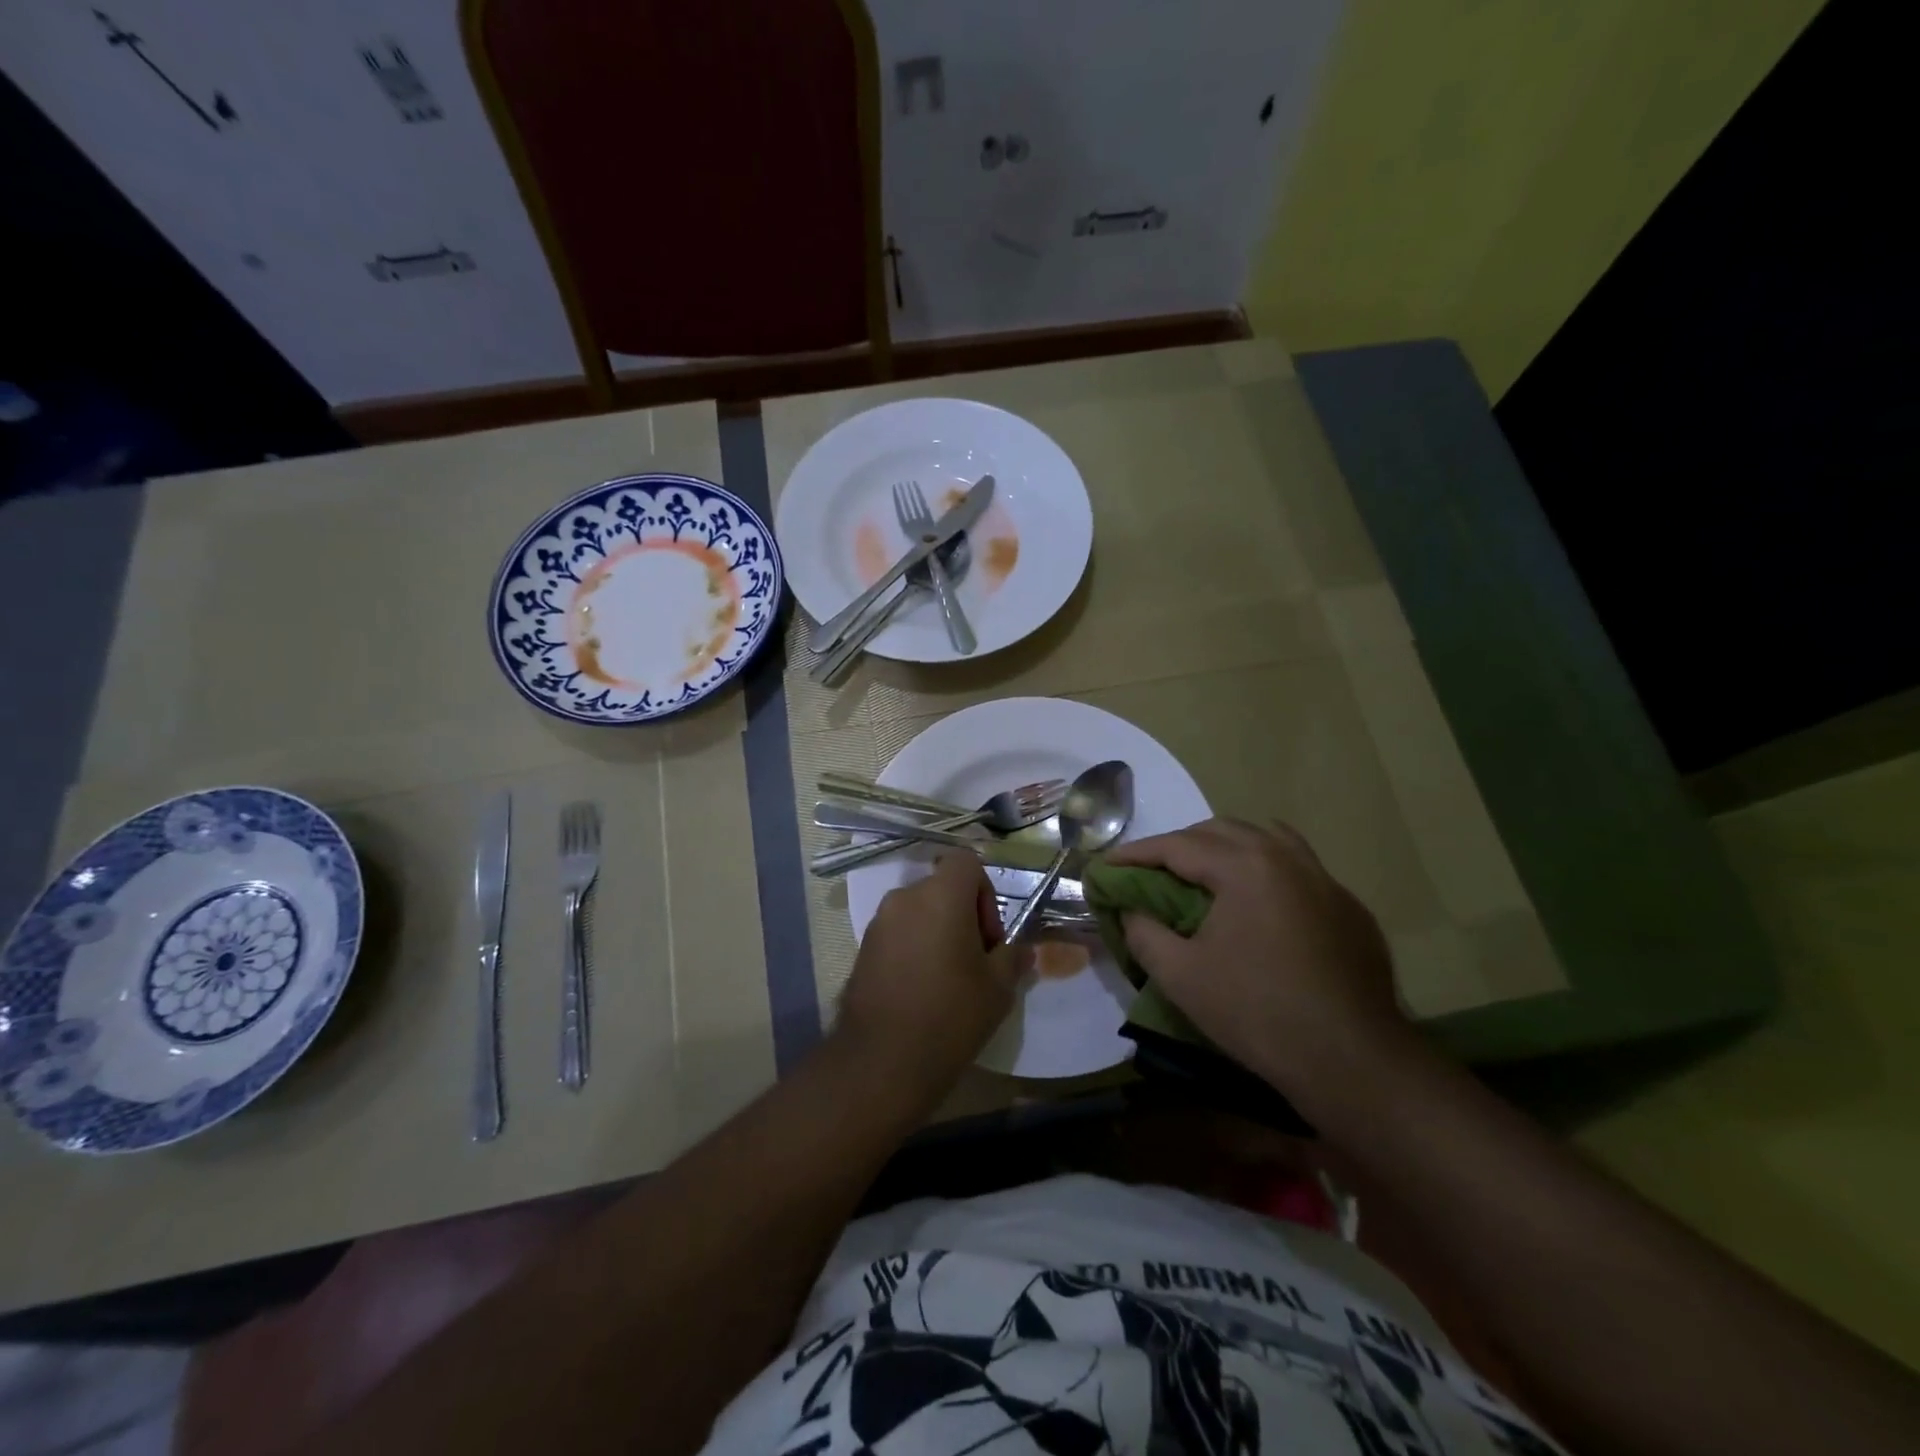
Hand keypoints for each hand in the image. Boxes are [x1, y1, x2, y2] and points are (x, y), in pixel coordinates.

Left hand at [834, 854, 1023, 1097]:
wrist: (882, 1061)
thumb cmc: (950, 1015)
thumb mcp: (998, 988)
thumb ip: (1013, 958)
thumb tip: (1022, 950)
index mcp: (940, 895)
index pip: (967, 862)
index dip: (985, 892)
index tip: (989, 936)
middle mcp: (905, 897)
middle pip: (943, 888)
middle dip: (964, 916)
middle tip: (976, 962)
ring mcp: (879, 923)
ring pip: (920, 911)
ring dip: (938, 932)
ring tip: (948, 980)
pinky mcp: (863, 948)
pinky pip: (899, 933)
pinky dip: (915, 948)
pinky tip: (922, 990)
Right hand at [1106, 819, 1419, 1110]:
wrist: (1353, 1061)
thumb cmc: (1257, 1012)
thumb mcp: (1180, 976)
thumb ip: (1143, 932)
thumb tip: (1130, 910)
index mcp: (1245, 866)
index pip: (1177, 845)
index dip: (1136, 854)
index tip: (1106, 865)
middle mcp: (1287, 857)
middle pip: (1221, 831)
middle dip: (1180, 845)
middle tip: (1151, 872)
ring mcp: (1325, 879)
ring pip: (1266, 839)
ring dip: (1226, 848)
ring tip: (1204, 874)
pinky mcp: (1348, 907)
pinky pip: (1297, 868)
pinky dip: (1265, 869)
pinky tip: (1258, 904)